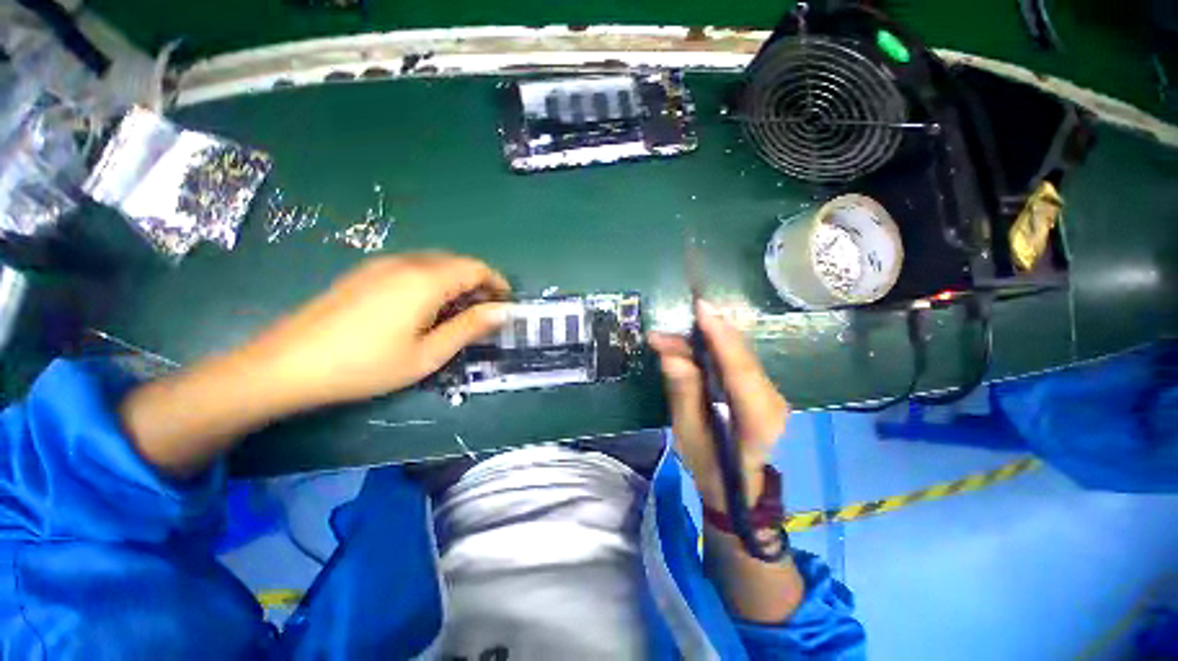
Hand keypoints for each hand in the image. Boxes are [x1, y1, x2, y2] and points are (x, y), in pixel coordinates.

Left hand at [249, 253, 510, 408]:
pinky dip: (432, 280)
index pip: (476, 268)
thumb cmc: (366, 365)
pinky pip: (412, 267)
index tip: (505, 304)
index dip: (497, 283)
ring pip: (434, 263)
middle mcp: (406, 263)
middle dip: (478, 282)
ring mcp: (381, 264)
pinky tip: (424, 307)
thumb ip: (469, 327)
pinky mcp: (364, 272)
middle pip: (456, 262)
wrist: (287, 365)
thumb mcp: (428, 353)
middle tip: (484, 312)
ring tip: (458, 312)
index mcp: (426, 280)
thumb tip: (504, 311)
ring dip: (455, 281)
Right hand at [649, 300, 788, 512]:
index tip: (701, 309)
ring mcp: (771, 393)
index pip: (739, 370)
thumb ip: (683, 392)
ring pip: (741, 354)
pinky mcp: (762, 388)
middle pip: (741, 356)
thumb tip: (671, 355)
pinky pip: (739, 359)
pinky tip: (698, 337)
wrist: (737, 487)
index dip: (720, 336)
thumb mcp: (688, 432)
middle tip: (683, 313)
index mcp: (758, 419)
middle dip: (711, 331)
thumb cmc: (708, 464)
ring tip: (682, 329)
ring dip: (711, 336)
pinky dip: (717, 345)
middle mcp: (772, 400)